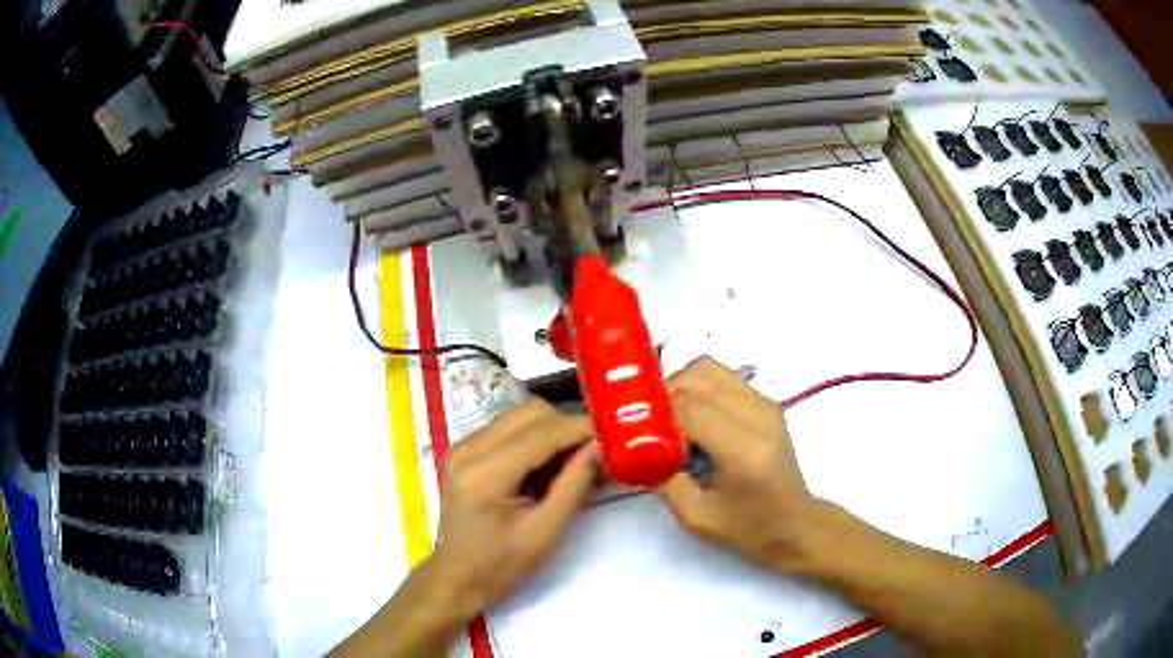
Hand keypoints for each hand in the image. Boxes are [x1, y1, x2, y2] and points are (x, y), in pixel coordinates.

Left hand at [428, 398, 599, 618]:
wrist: (456, 577)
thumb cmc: (501, 565)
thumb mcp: (545, 532)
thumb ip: (574, 485)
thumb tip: (601, 446)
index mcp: (486, 473)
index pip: (543, 431)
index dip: (582, 428)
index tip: (615, 436)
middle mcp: (470, 448)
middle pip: (532, 411)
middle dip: (568, 427)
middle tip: (595, 453)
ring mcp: (464, 445)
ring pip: (521, 414)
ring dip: (552, 429)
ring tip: (574, 460)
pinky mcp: (466, 450)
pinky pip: (509, 426)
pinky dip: (535, 436)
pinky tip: (547, 465)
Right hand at [655, 357, 820, 570]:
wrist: (797, 525)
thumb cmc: (749, 529)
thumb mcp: (696, 516)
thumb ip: (661, 479)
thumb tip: (632, 451)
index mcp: (744, 449)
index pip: (689, 408)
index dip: (656, 415)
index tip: (636, 434)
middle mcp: (759, 415)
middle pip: (699, 377)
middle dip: (664, 394)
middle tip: (646, 422)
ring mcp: (766, 404)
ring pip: (710, 370)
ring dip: (681, 386)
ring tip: (666, 417)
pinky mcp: (767, 403)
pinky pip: (723, 378)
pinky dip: (698, 388)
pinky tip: (690, 417)